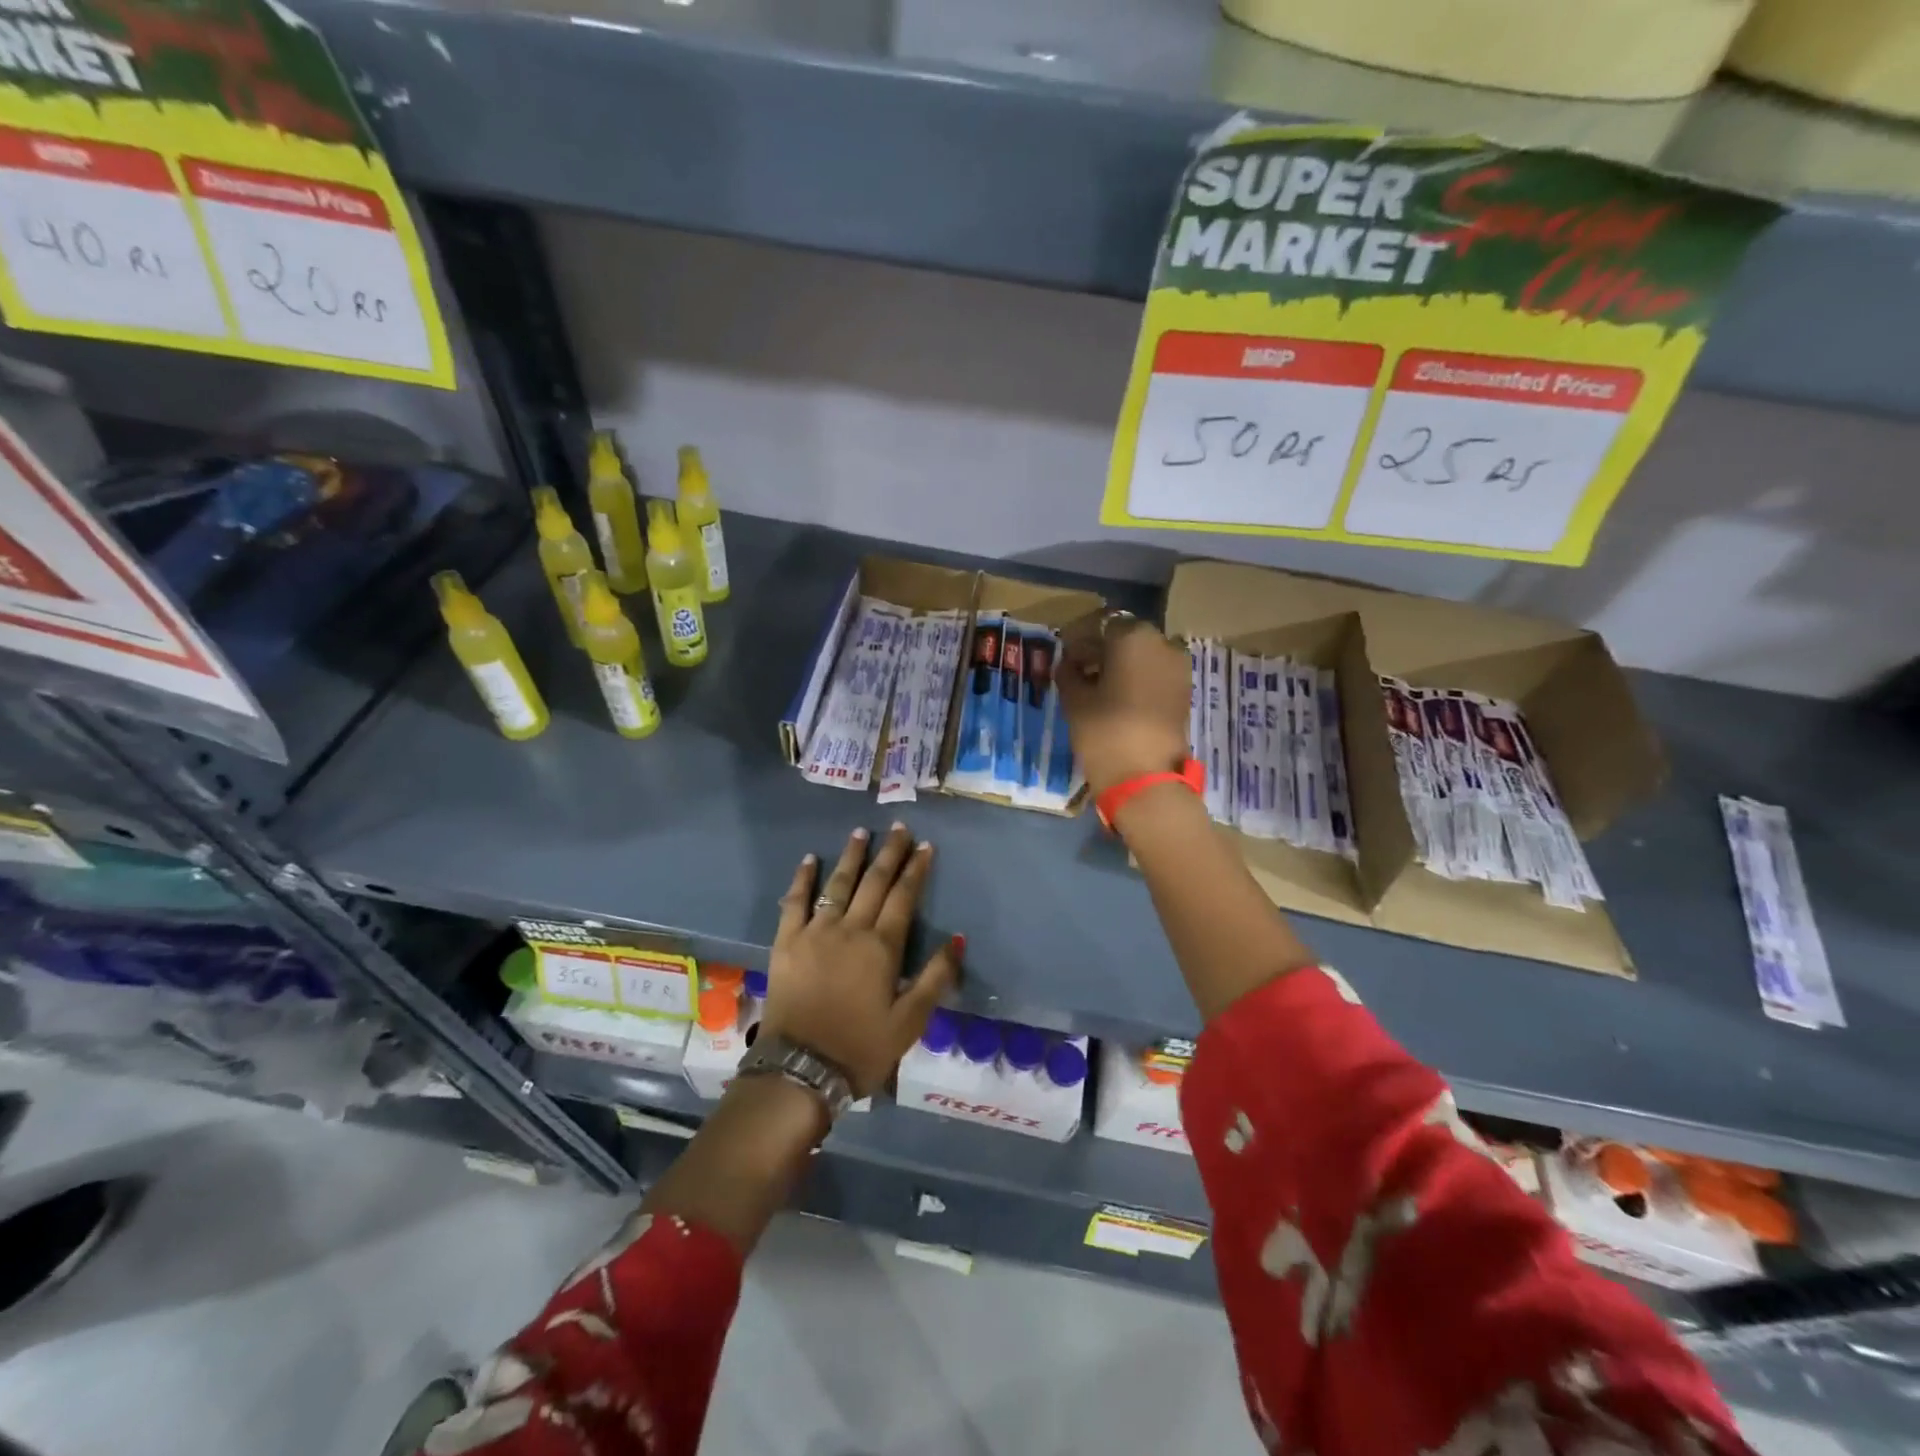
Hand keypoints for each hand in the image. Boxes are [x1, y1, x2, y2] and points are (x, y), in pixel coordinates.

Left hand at [764, 825, 960, 1097]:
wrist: (801, 1068)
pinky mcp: (787, 942)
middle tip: (899, 828)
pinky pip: (795, 902)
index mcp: (882, 947)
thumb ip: (935, 977)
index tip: (925, 846)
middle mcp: (850, 929)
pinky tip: (809, 860)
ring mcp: (815, 932)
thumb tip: (957, 938)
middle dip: (889, 853)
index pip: (904, 897)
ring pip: (837, 884)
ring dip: (851, 856)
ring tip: (861, 832)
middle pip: (874, 882)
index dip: (916, 869)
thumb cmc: (862, 1048)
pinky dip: (802, 879)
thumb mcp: (910, 1021)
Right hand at [1057, 611, 1191, 797]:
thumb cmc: (1104, 731)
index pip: (1099, 624)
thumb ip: (1069, 673)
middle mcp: (1161, 642)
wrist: (1145, 778)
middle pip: (1124, 636)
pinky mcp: (1183, 690)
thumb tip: (1068, 663)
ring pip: (1141, 654)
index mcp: (1132, 636)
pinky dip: (1135, 677)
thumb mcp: (1075, 700)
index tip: (1062, 652)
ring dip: (1119, 663)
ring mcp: (1177, 667)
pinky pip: (1154, 672)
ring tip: (1094, 684)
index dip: (1077, 637)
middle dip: (1100, 648)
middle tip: (1076, 667)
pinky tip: (1115, 696)